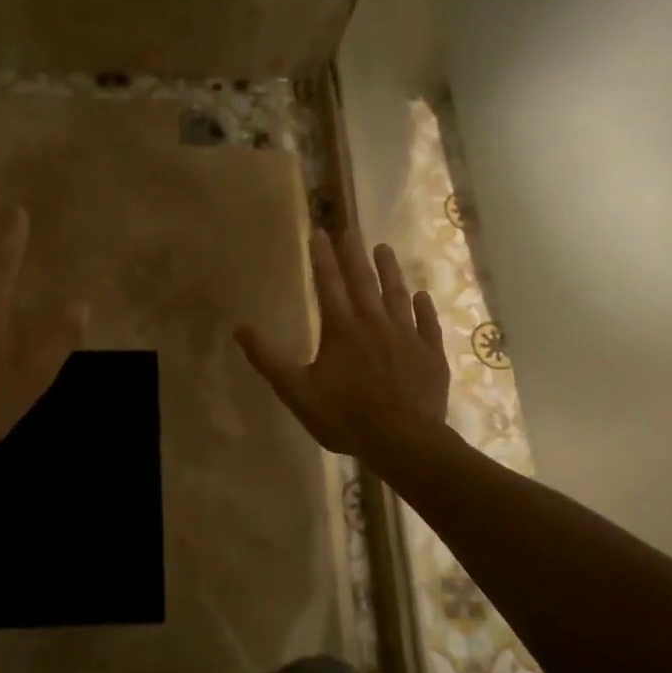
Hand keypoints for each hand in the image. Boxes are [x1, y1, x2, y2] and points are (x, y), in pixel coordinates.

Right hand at [236, 230, 450, 460]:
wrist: (403, 442)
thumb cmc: (345, 417)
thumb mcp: (297, 391)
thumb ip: (269, 359)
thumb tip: (241, 329)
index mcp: (342, 329)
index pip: (329, 284)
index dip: (322, 258)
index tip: (319, 233)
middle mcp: (375, 323)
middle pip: (364, 282)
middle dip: (354, 255)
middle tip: (351, 230)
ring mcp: (407, 337)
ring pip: (397, 295)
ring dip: (390, 271)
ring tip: (384, 249)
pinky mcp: (430, 355)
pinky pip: (427, 324)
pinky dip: (424, 308)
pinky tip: (422, 296)